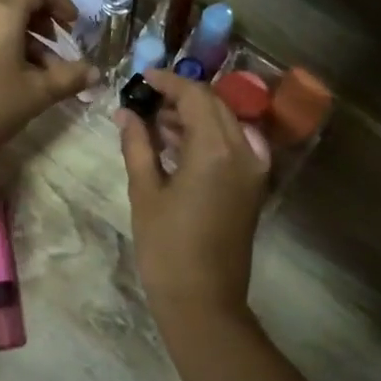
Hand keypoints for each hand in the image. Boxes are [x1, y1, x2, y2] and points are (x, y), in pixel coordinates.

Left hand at [0, 0, 95, 170]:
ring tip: (39, 76)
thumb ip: (70, 77)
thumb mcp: (37, 94)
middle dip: (44, 27)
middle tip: (60, 57)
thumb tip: (96, 72)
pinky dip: (2, 46)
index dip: (61, 3)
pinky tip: (11, 78)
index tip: (74, 27)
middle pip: (17, 5)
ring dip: (25, 41)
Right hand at [117, 70, 269, 338]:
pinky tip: (177, 144)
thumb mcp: (145, 193)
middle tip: (146, 100)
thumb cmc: (166, 248)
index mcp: (216, 150)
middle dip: (181, 96)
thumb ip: (138, 145)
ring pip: (225, 123)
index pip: (195, 96)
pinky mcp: (252, 186)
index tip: (142, 78)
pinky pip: (233, 145)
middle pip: (214, 105)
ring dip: (194, 116)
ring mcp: (253, 170)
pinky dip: (208, 136)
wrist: (204, 301)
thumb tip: (126, 113)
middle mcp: (243, 151)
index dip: (168, 82)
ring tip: (155, 122)